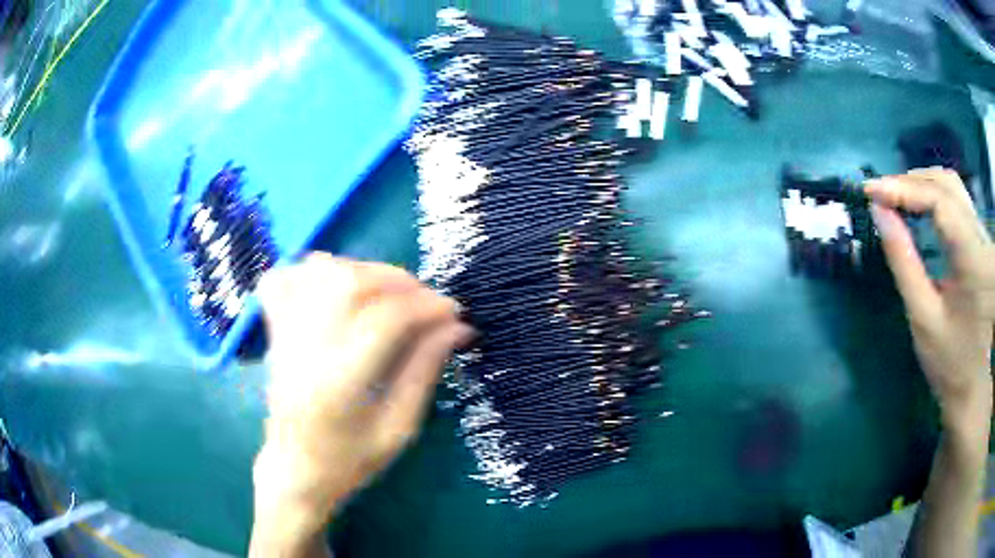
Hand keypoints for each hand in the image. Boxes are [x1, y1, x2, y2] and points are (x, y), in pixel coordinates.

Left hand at [251, 254, 471, 540]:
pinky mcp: (274, 332)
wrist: (295, 470)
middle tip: (426, 300)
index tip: (454, 313)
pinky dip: (314, 270)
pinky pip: (285, 279)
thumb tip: (457, 327)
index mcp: (339, 383)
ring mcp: (284, 336)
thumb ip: (424, 372)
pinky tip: (339, 285)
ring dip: (363, 271)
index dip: (426, 307)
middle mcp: (305, 349)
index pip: (385, 320)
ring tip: (389, 291)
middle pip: (350, 284)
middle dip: (399, 281)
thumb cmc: (350, 461)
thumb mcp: (399, 429)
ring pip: (319, 272)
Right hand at [865, 168, 993, 431]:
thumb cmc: (948, 362)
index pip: (940, 202)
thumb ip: (903, 260)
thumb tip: (879, 211)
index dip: (904, 189)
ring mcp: (984, 238)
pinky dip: (935, 195)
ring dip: (923, 184)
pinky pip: (959, 201)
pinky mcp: (982, 241)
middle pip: (947, 185)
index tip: (871, 192)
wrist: (972, 385)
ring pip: (953, 187)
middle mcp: (983, 239)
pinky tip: (920, 205)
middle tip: (880, 194)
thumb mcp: (922, 317)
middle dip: (911, 183)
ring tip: (897, 196)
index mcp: (974, 261)